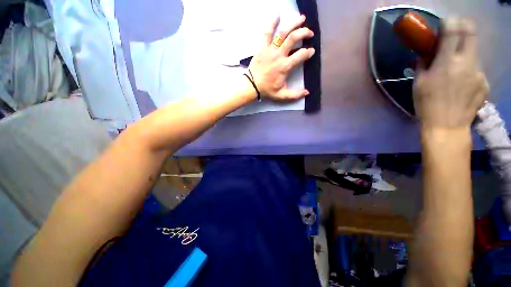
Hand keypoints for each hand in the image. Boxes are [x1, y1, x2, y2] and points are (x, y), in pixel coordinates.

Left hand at [248, 15, 314, 99]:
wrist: (252, 85)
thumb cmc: (267, 90)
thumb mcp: (281, 95)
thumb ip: (294, 94)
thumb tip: (307, 92)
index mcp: (285, 66)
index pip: (301, 55)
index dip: (308, 52)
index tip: (311, 51)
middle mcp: (279, 55)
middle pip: (293, 38)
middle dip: (304, 33)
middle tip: (310, 33)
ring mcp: (270, 49)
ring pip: (283, 33)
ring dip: (293, 24)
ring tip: (301, 19)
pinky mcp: (262, 47)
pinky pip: (267, 32)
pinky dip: (272, 23)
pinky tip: (277, 15)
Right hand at [413, 19, 488, 128]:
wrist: (446, 126)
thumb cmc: (426, 104)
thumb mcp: (418, 83)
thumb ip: (423, 64)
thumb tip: (426, 52)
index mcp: (447, 62)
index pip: (454, 30)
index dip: (451, 22)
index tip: (446, 23)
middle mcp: (467, 63)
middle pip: (471, 34)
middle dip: (463, 28)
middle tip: (456, 34)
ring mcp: (479, 73)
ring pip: (474, 54)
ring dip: (464, 56)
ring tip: (456, 72)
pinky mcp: (485, 83)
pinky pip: (477, 71)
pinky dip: (469, 73)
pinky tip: (462, 86)